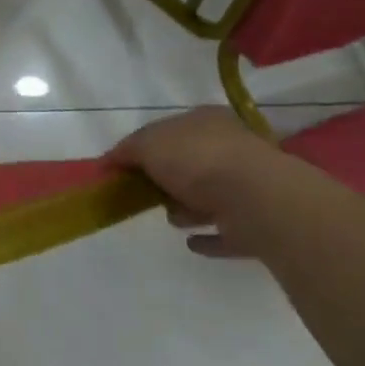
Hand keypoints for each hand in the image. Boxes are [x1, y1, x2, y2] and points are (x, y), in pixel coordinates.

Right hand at [112, 107, 275, 256]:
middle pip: (189, 163)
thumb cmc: (197, 160)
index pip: (169, 130)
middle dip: (166, 178)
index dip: (144, 146)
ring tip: (171, 218)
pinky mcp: (257, 224)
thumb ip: (126, 150)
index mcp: (206, 122)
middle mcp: (231, 149)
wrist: (255, 199)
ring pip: (208, 197)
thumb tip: (107, 162)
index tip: (122, 167)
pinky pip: (226, 232)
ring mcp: (248, 187)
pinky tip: (192, 243)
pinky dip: (209, 238)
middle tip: (142, 193)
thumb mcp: (148, 144)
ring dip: (187, 209)